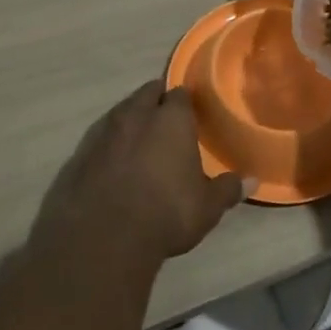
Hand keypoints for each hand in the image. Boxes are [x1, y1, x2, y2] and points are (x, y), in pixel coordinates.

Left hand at [36, 81, 247, 269]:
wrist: (102, 235)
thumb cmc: (165, 213)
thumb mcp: (206, 207)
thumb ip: (227, 190)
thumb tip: (252, 181)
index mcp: (171, 119)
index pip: (180, 94)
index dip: (185, 103)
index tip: (190, 114)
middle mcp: (136, 114)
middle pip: (147, 93)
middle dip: (155, 101)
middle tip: (165, 120)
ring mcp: (103, 131)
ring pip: (120, 112)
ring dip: (129, 121)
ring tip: (138, 141)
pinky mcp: (79, 153)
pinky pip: (98, 139)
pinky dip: (107, 146)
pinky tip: (111, 165)